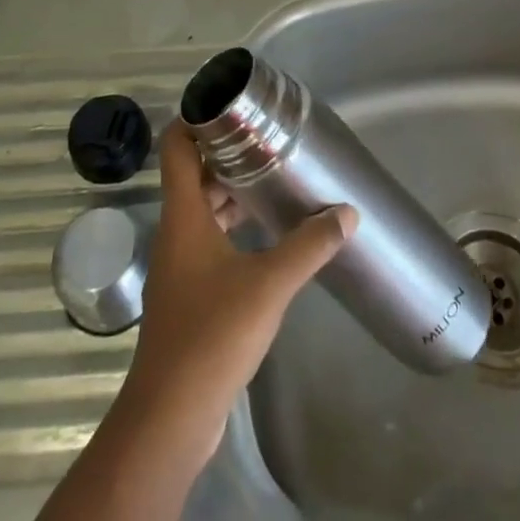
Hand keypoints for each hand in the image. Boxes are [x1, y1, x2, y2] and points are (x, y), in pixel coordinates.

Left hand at [119, 125, 356, 462]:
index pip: (176, 147)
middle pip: (193, 176)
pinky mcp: (189, 294)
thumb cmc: (212, 333)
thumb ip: (309, 245)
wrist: (172, 416)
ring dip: (231, 192)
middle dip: (225, 154)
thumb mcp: (269, 283)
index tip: (229, 104)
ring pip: (202, 210)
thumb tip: (347, 213)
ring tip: (272, 178)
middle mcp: (176, 232)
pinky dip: (232, 226)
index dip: (194, 119)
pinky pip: (209, 240)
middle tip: (266, 138)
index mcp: (183, 215)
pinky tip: (265, 233)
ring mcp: (179, 265)